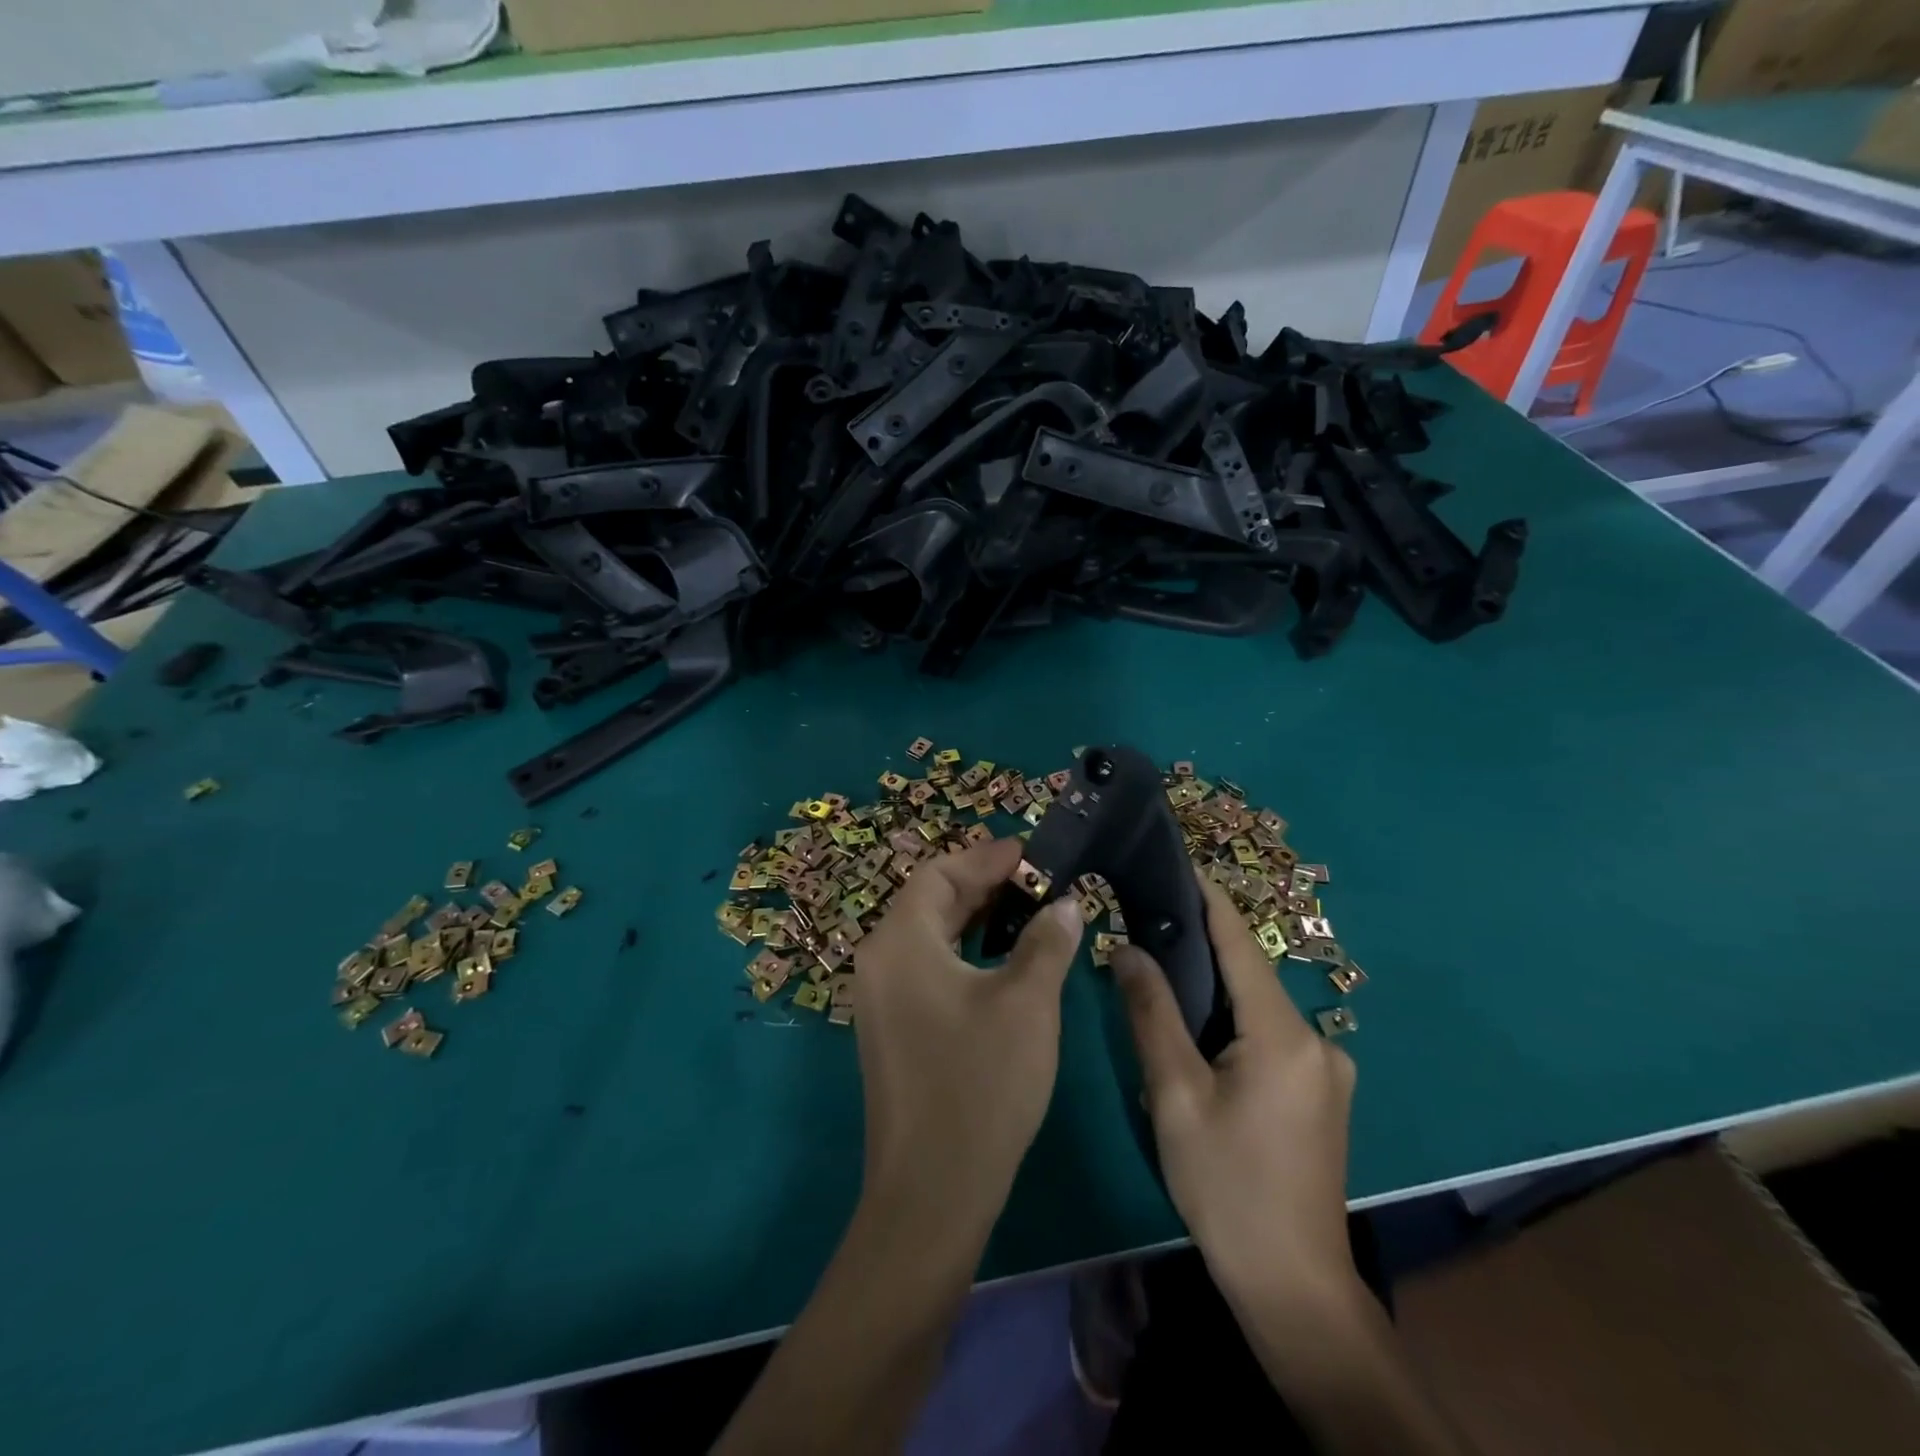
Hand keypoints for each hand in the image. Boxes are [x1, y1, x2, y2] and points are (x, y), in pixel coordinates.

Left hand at [852, 836, 1084, 1232]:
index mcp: (900, 941)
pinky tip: (1003, 963)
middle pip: (930, 901)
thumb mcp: (1027, 1003)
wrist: (932, 1192)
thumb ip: (1047, 942)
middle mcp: (880, 960)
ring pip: (930, 936)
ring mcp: (881, 998)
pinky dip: (964, 953)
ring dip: (976, 920)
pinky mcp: (892, 1028)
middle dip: (984, 886)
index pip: (939, 873)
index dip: (987, 858)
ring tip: (1027, 914)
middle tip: (1037, 882)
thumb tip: (1065, 904)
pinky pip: (927, 968)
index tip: (1032, 854)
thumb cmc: (980, 1083)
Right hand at [1110, 879, 1358, 1314]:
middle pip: (1250, 973)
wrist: (1294, 1288)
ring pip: (1259, 1007)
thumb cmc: (1227, 1187)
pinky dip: (1233, 1021)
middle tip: (1146, 922)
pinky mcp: (1325, 1093)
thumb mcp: (1175, 1096)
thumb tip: (1128, 948)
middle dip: (1201, 945)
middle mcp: (1317, 1038)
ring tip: (1161, 975)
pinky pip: (1271, 1036)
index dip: (1208, 898)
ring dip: (1215, 989)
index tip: (1177, 860)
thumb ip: (1151, 1014)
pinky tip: (1200, 1035)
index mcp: (1283, 1033)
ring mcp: (1328, 1068)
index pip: (1240, 942)